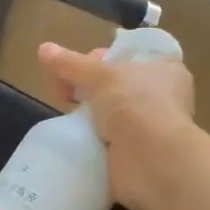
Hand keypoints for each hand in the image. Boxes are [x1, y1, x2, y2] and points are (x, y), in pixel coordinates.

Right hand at [37, 41, 197, 209]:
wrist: (152, 160)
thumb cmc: (134, 104)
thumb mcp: (98, 76)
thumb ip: (70, 64)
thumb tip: (43, 49)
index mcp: (165, 69)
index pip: (129, 55)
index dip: (101, 57)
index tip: (79, 67)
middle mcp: (163, 96)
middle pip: (117, 84)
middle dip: (89, 87)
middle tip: (65, 91)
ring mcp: (152, 126)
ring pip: (112, 112)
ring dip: (91, 114)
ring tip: (68, 114)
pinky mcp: (139, 152)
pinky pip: (110, 138)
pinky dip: (94, 137)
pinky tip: (77, 136)